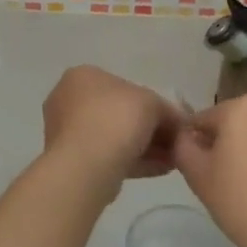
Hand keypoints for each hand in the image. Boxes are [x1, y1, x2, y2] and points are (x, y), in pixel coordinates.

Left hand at [41, 66, 183, 189]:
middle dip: (151, 128)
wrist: (87, 166)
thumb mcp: (152, 102)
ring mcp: (68, 133)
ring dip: (146, 147)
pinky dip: (135, 161)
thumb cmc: (116, 119)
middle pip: (120, 113)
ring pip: (115, 137)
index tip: (174, 120)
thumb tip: (177, 121)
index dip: (155, 103)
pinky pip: (109, 156)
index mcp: (83, 76)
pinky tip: (162, 170)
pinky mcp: (73, 161)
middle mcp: (69, 101)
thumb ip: (166, 108)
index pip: (125, 86)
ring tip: (174, 159)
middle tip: (176, 141)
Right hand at [174, 95, 246, 246]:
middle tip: (222, 177)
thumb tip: (185, 135)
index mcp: (242, 106)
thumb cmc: (240, 201)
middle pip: (236, 121)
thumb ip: (182, 145)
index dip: (196, 144)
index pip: (204, 119)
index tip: (199, 170)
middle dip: (226, 142)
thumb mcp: (197, 173)